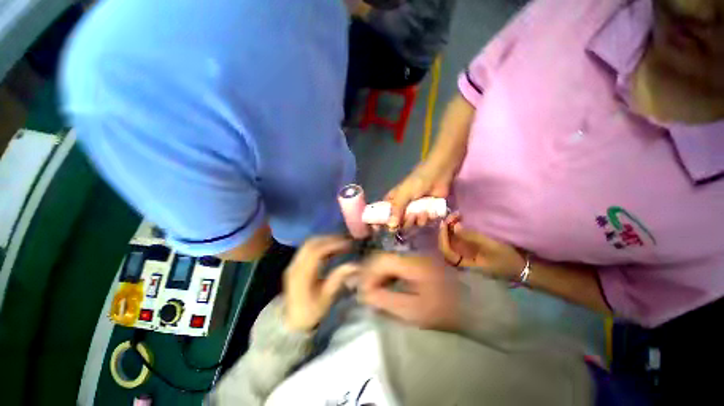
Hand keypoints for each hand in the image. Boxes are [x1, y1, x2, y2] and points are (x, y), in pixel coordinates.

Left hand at [283, 236, 359, 331]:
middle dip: (330, 239)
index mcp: (302, 275)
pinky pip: (308, 248)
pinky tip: (331, 248)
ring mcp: (293, 263)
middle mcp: (295, 266)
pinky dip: (320, 244)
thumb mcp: (326, 297)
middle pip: (311, 244)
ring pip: (309, 243)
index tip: (347, 243)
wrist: (292, 321)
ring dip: (325, 240)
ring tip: (340, 242)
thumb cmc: (311, 311)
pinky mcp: (296, 263)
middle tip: (346, 240)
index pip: (316, 252)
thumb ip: (338, 278)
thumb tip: (355, 265)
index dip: (332, 244)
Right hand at [358, 253, 459, 330]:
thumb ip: (386, 300)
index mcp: (412, 263)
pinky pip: (396, 264)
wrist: (473, 306)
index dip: (368, 275)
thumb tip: (364, 294)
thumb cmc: (444, 311)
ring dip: (379, 274)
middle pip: (384, 258)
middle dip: (371, 274)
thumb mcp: (413, 311)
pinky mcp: (418, 261)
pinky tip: (386, 285)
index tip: (362, 292)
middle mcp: (413, 254)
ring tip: (374, 291)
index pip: (381, 261)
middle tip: (366, 292)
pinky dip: (388, 274)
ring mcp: (416, 256)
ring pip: (389, 260)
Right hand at [385, 159, 457, 229]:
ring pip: (412, 224)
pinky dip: (427, 219)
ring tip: (422, 212)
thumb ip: (397, 209)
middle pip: (399, 223)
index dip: (383, 221)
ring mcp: (415, 211)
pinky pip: (423, 223)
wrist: (440, 175)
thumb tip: (391, 226)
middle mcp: (402, 207)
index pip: (384, 213)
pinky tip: (430, 212)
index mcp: (394, 200)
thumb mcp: (404, 193)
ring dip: (417, 220)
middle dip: (405, 222)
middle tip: (411, 216)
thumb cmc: (418, 181)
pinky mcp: (426, 213)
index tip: (384, 229)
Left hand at [438, 214, 524, 278]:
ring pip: (452, 242)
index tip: (444, 223)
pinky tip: (460, 222)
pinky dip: (458, 231)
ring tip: (455, 216)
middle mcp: (462, 261)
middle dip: (446, 230)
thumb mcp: (491, 246)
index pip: (446, 251)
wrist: (524, 268)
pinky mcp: (472, 252)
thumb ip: (472, 236)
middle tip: (451, 217)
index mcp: (465, 264)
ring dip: (451, 229)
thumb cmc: (508, 259)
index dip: (442, 237)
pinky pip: (459, 241)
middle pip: (447, 245)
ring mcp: (467, 256)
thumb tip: (455, 226)